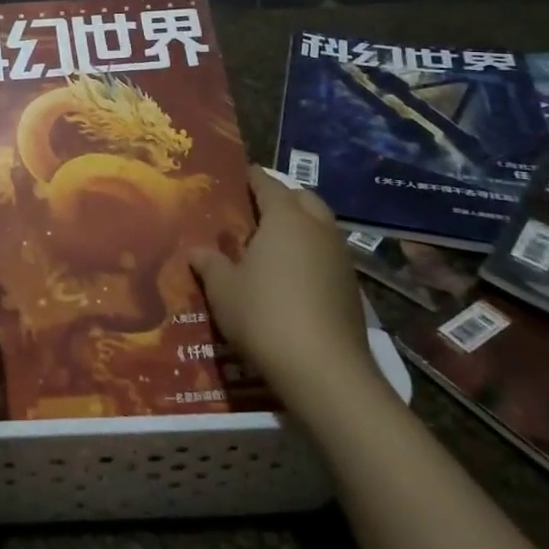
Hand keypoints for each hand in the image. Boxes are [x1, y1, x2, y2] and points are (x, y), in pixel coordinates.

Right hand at [193, 165, 384, 423]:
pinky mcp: (351, 289)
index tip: (236, 175)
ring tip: (271, 244)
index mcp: (285, 218)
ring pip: (320, 227)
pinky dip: (310, 256)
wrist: (326, 372)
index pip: (267, 183)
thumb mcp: (223, 290)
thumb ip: (210, 264)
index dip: (251, 177)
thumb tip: (197, 250)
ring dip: (300, 227)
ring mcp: (341, 259)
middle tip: (254, 209)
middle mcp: (318, 229)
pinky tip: (291, 278)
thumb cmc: (265, 315)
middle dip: (282, 197)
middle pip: (302, 198)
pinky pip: (327, 256)